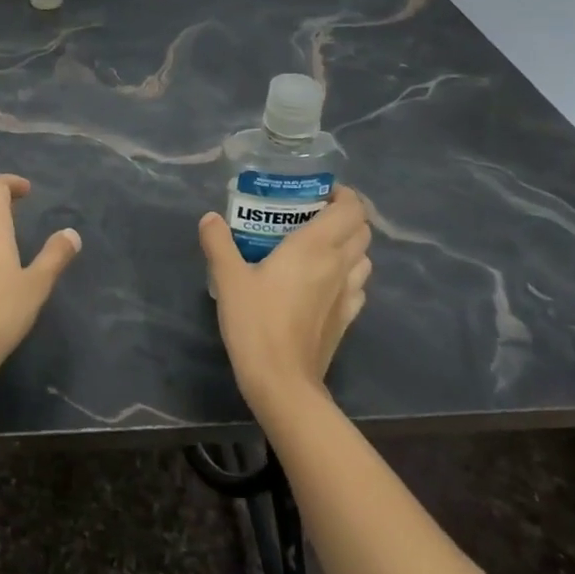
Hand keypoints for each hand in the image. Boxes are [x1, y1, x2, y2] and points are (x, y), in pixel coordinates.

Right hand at [199, 186, 371, 417]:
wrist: (282, 381)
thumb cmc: (256, 322)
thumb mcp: (228, 278)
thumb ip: (219, 242)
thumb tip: (211, 218)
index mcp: (315, 247)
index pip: (350, 209)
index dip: (343, 195)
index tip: (319, 192)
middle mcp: (339, 265)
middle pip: (362, 230)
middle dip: (345, 216)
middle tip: (313, 215)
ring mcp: (348, 294)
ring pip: (364, 258)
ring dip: (349, 245)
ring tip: (320, 246)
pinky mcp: (346, 319)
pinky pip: (358, 286)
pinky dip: (348, 274)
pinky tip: (324, 282)